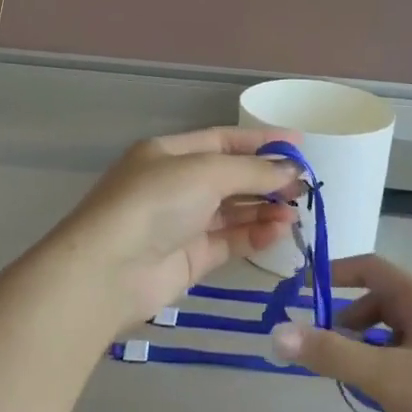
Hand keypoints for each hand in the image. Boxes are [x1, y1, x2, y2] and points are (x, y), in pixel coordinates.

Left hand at [37, 128, 301, 333]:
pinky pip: (228, 241)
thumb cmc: (154, 203)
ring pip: (232, 211)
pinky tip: (279, 231)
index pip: (222, 140)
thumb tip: (291, 171)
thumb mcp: (205, 172)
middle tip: (304, 187)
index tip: (299, 147)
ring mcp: (181, 223)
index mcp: (169, 153)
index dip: (260, 142)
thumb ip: (252, 171)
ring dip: (264, 209)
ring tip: (297, 211)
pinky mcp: (188, 259)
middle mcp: (175, 185)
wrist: (107, 272)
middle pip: (229, 176)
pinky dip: (254, 235)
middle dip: (266, 179)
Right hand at [270, 256, 411, 411]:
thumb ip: (330, 355)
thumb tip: (276, 333)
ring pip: (392, 331)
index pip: (369, 267)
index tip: (304, 293)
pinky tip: (385, 401)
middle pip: (378, 301)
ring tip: (355, 383)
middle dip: (347, 322)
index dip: (335, 273)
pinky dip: (386, 366)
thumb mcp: (385, 378)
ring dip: (366, 348)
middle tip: (327, 353)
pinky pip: (407, 354)